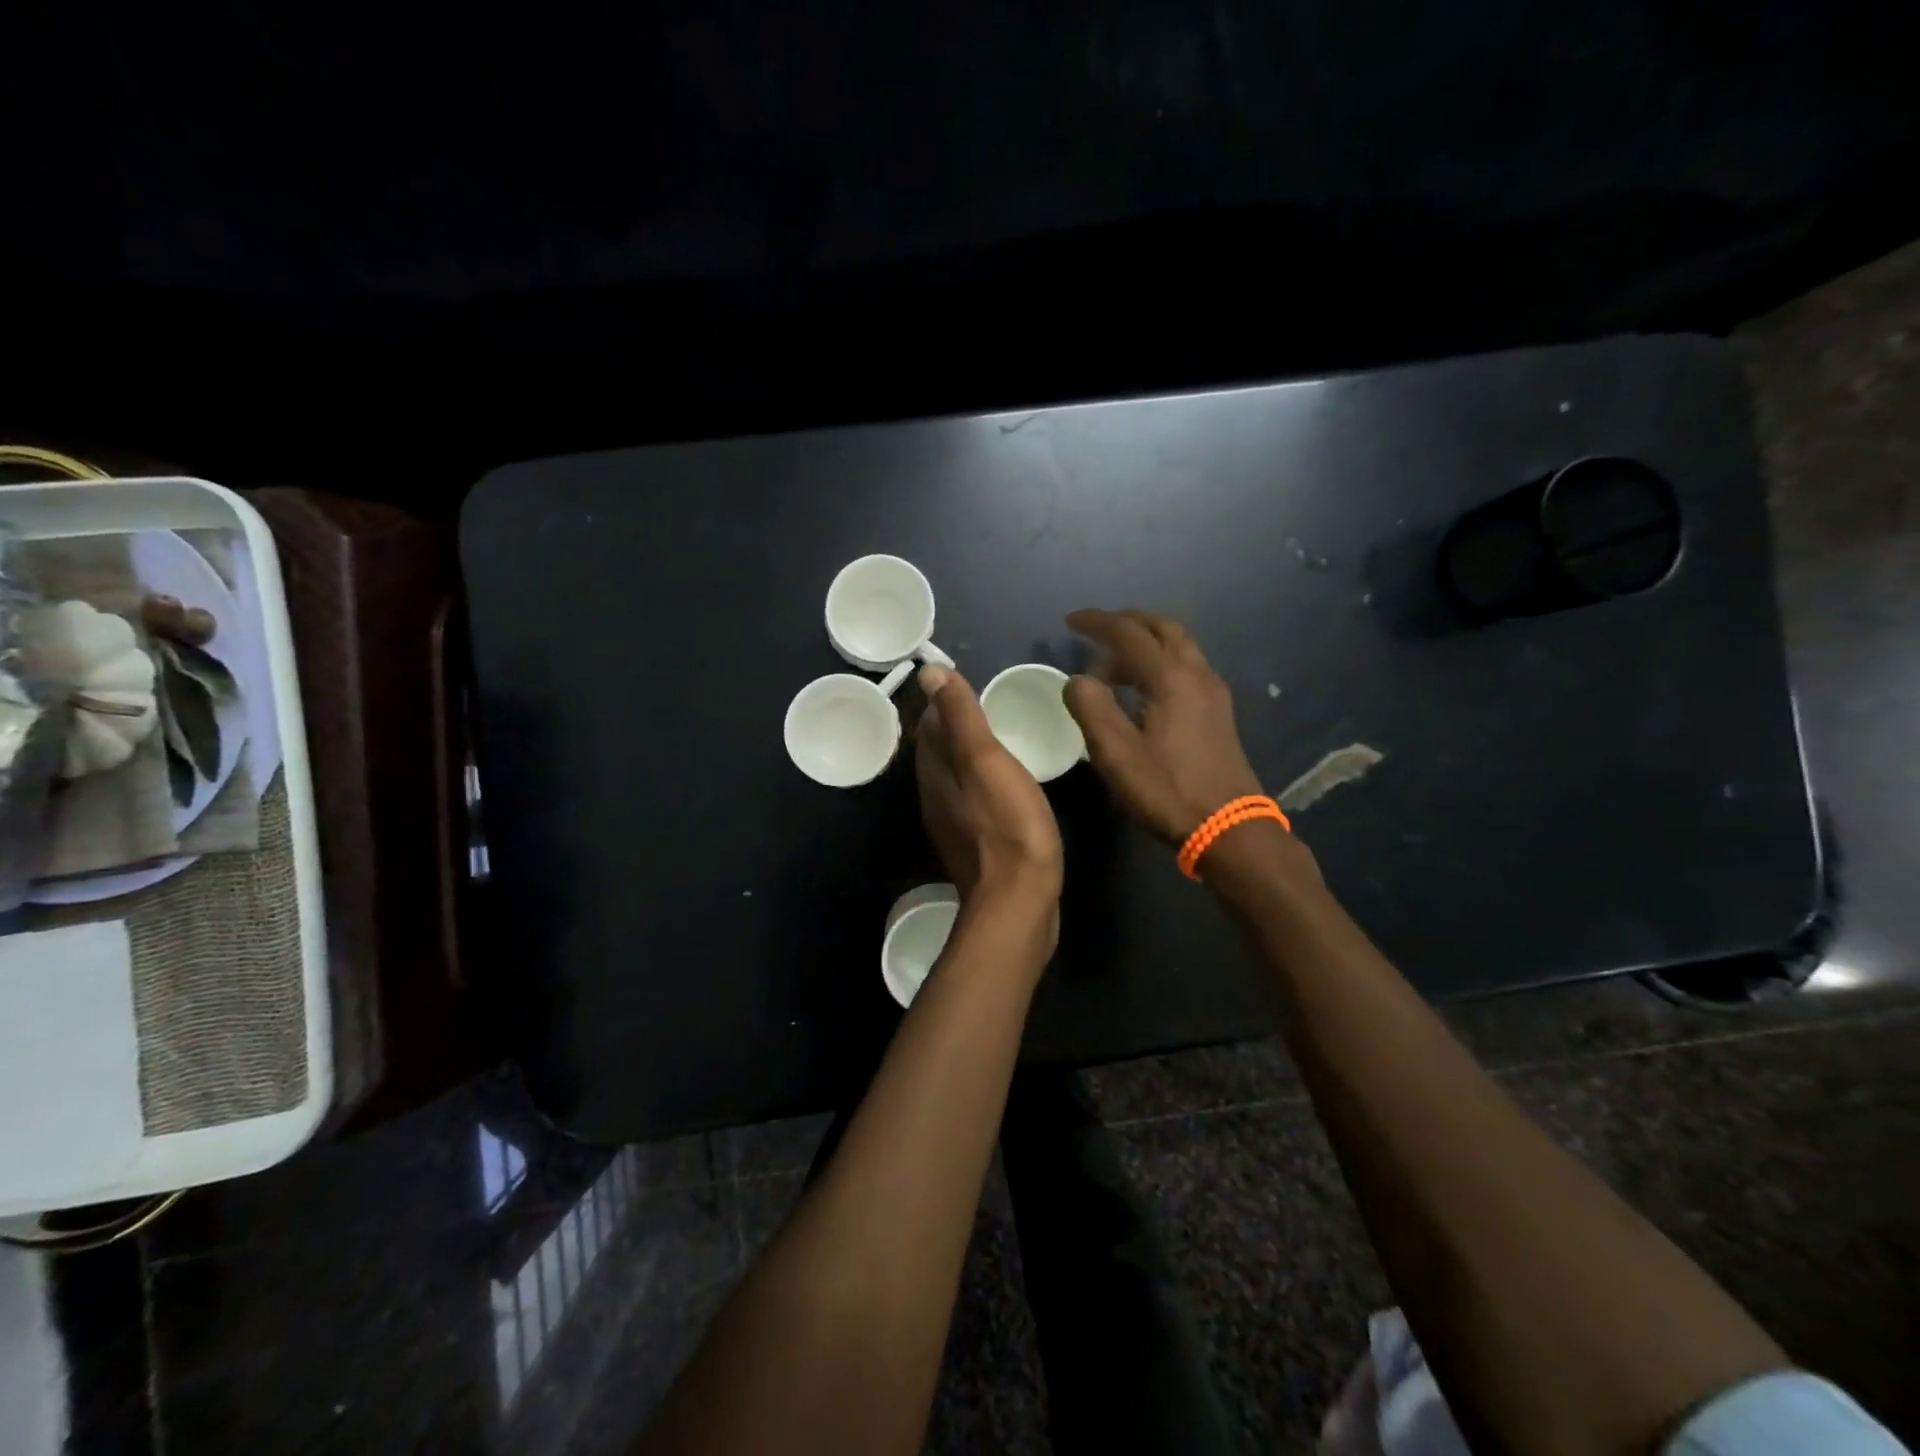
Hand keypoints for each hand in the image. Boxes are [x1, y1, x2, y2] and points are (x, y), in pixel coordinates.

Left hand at [914, 664, 1063, 905]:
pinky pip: (972, 803)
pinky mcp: (975, 847)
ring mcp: (953, 826)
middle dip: (952, 728)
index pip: (929, 726)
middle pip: (937, 753)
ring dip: (966, 757)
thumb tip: (929, 672)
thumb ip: (960, 716)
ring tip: (994, 740)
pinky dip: (980, 784)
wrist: (1018, 902)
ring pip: (953, 779)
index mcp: (935, 773)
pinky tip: (1003, 786)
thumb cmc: (1008, 824)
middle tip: (983, 706)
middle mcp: (935, 798)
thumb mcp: (985, 760)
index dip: (942, 702)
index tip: (964, 683)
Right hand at [1063, 609, 1265, 841]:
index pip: (1128, 633)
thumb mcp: (1116, 753)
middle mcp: (1196, 673)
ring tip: (1112, 668)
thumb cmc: (1167, 790)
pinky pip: (1187, 666)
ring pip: (1178, 646)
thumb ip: (1091, 708)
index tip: (1070, 622)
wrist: (1229, 827)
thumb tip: (1077, 680)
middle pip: (1162, 628)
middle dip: (1127, 623)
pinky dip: (1160, 662)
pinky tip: (1143, 690)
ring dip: (1144, 644)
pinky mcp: (1219, 711)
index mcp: (1170, 678)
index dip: (1097, 623)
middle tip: (1097, 632)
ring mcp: (1213, 691)